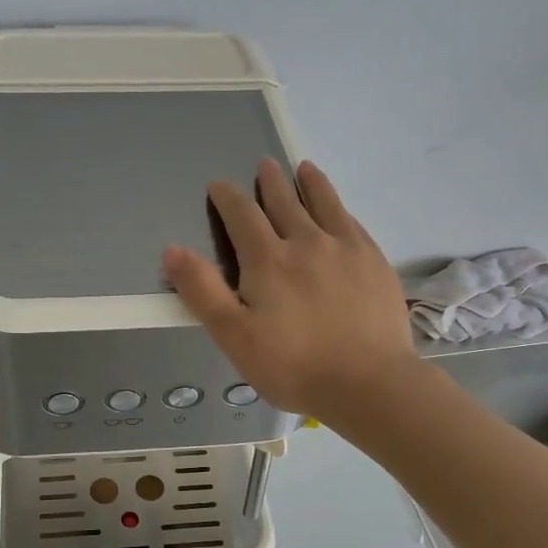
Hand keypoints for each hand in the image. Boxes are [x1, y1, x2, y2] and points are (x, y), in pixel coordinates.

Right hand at [162, 159, 415, 418]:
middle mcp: (307, 242)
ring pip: (325, 204)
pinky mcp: (375, 263)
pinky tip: (341, 211)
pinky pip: (353, 224)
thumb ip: (202, 291)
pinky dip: (341, 210)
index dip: (227, 196)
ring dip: (311, 184)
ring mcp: (346, 249)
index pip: (242, 215)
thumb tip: (172, 249)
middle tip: (265, 164)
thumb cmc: (293, 365)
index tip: (218, 184)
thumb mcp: (234, 335)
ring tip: (304, 168)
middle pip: (285, 202)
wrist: (369, 383)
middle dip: (270, 182)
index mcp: (268, 259)